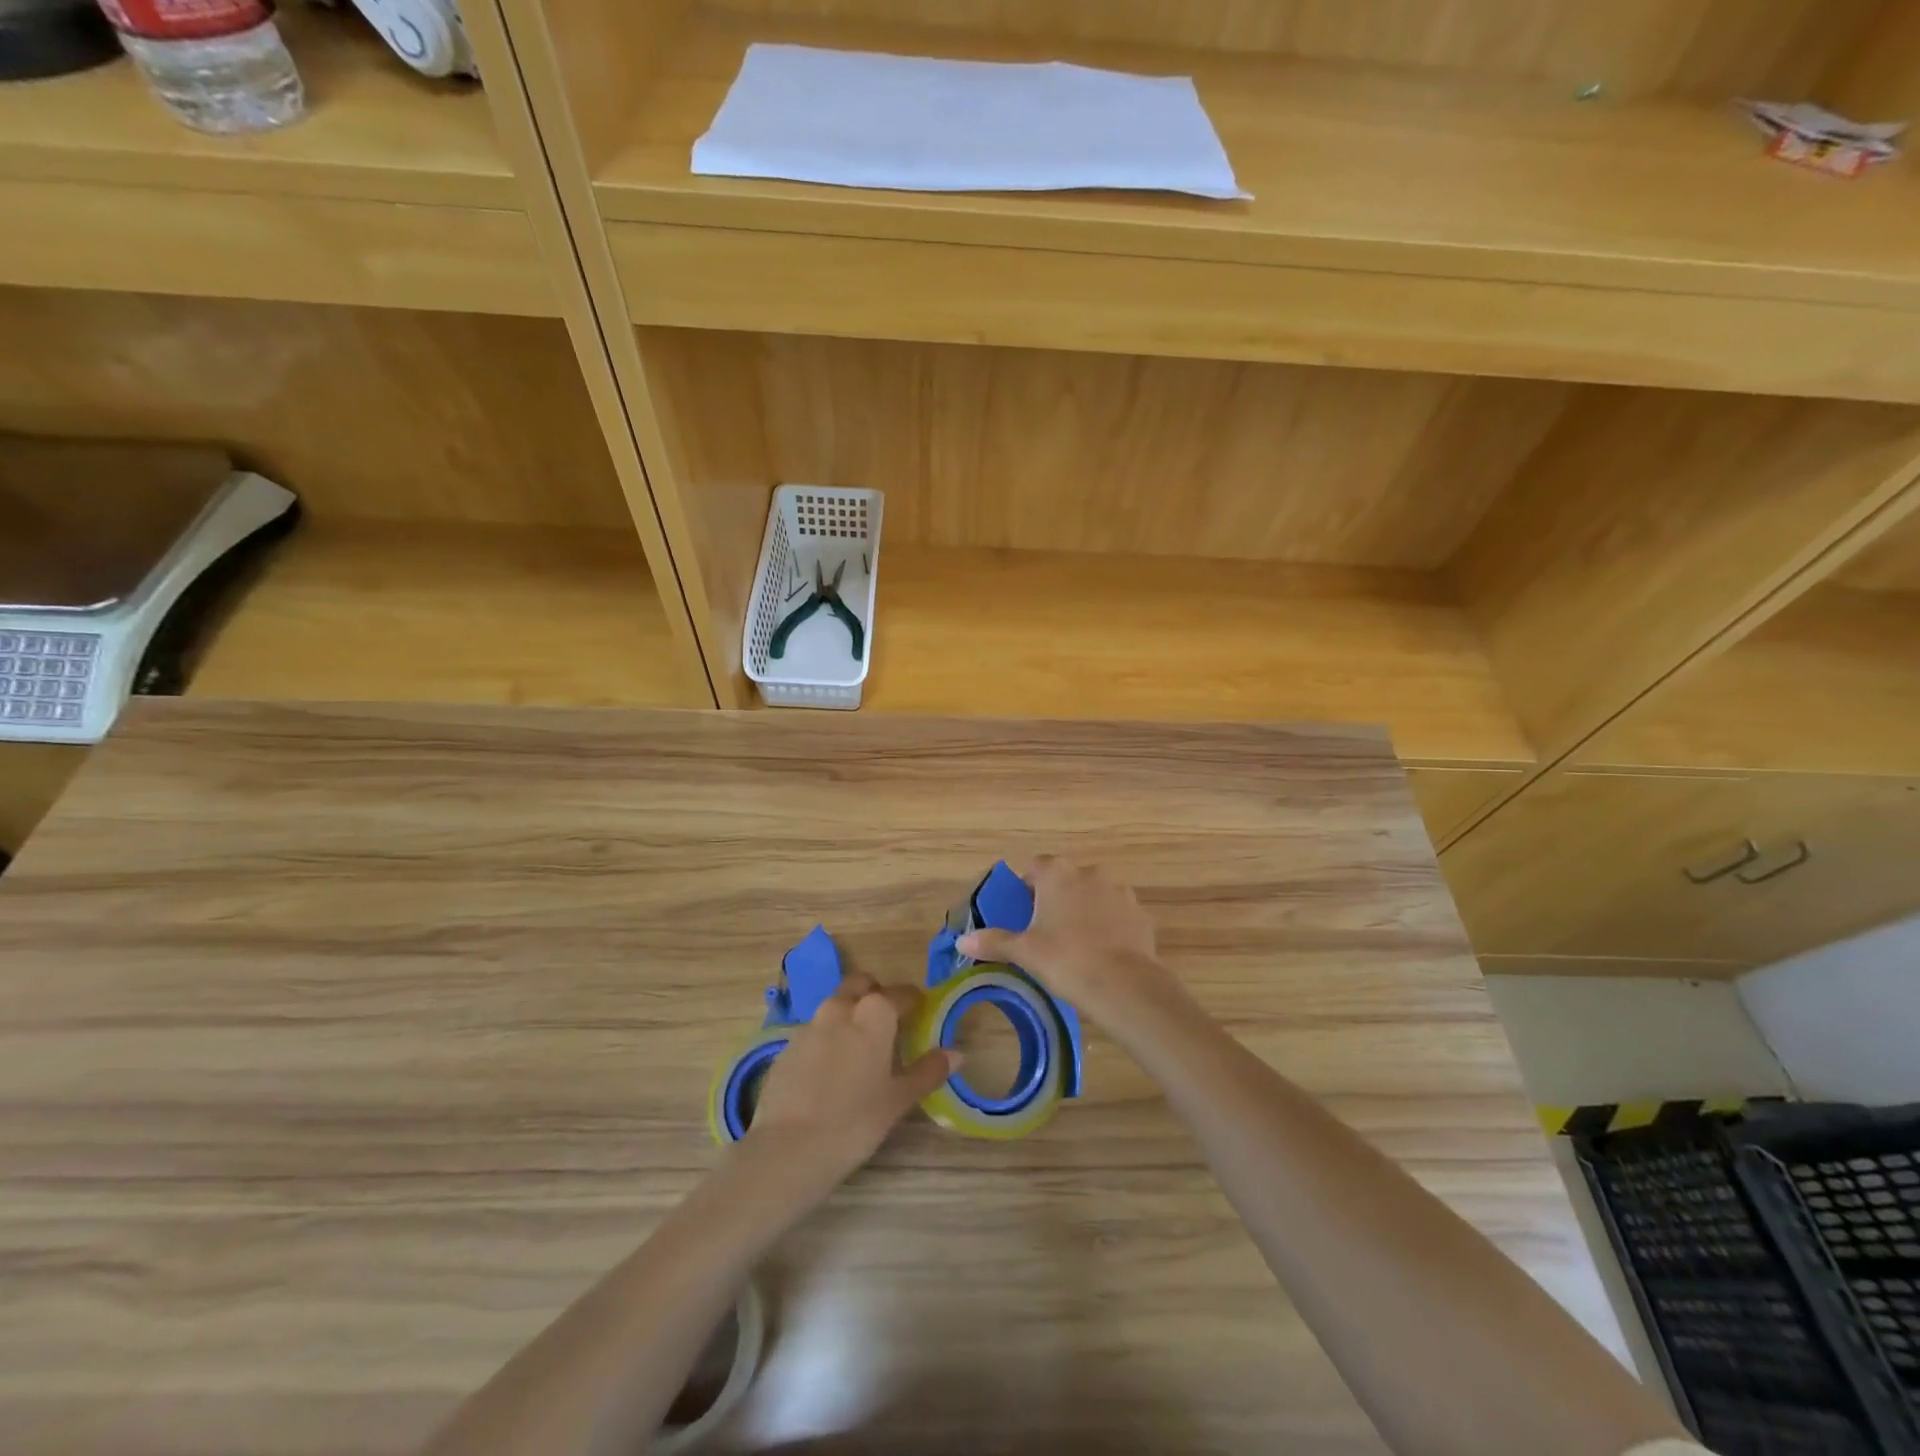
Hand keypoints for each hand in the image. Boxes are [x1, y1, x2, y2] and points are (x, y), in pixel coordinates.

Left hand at [743, 972, 958, 1184]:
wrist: (788, 1148)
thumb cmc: (855, 1121)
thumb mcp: (898, 1100)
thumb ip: (928, 1071)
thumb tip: (956, 1054)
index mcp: (874, 1013)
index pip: (902, 994)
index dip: (914, 1002)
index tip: (921, 1014)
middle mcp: (841, 1008)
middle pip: (862, 985)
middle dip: (876, 994)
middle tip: (888, 1022)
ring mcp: (810, 1024)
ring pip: (836, 1005)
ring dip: (850, 1013)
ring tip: (860, 1047)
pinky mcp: (786, 1046)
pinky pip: (815, 1030)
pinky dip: (827, 1037)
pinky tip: (830, 1070)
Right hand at [957, 856, 1171, 1018]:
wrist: (1124, 985)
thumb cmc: (1065, 959)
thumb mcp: (1024, 952)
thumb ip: (993, 942)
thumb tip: (961, 941)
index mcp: (1057, 874)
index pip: (1036, 866)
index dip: (1027, 886)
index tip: (1023, 911)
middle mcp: (1090, 873)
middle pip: (1066, 879)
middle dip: (1056, 898)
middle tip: (1046, 931)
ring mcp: (1120, 891)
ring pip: (1094, 894)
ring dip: (1085, 910)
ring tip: (1077, 944)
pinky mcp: (1140, 914)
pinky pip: (1118, 914)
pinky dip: (1110, 926)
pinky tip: (1103, 953)